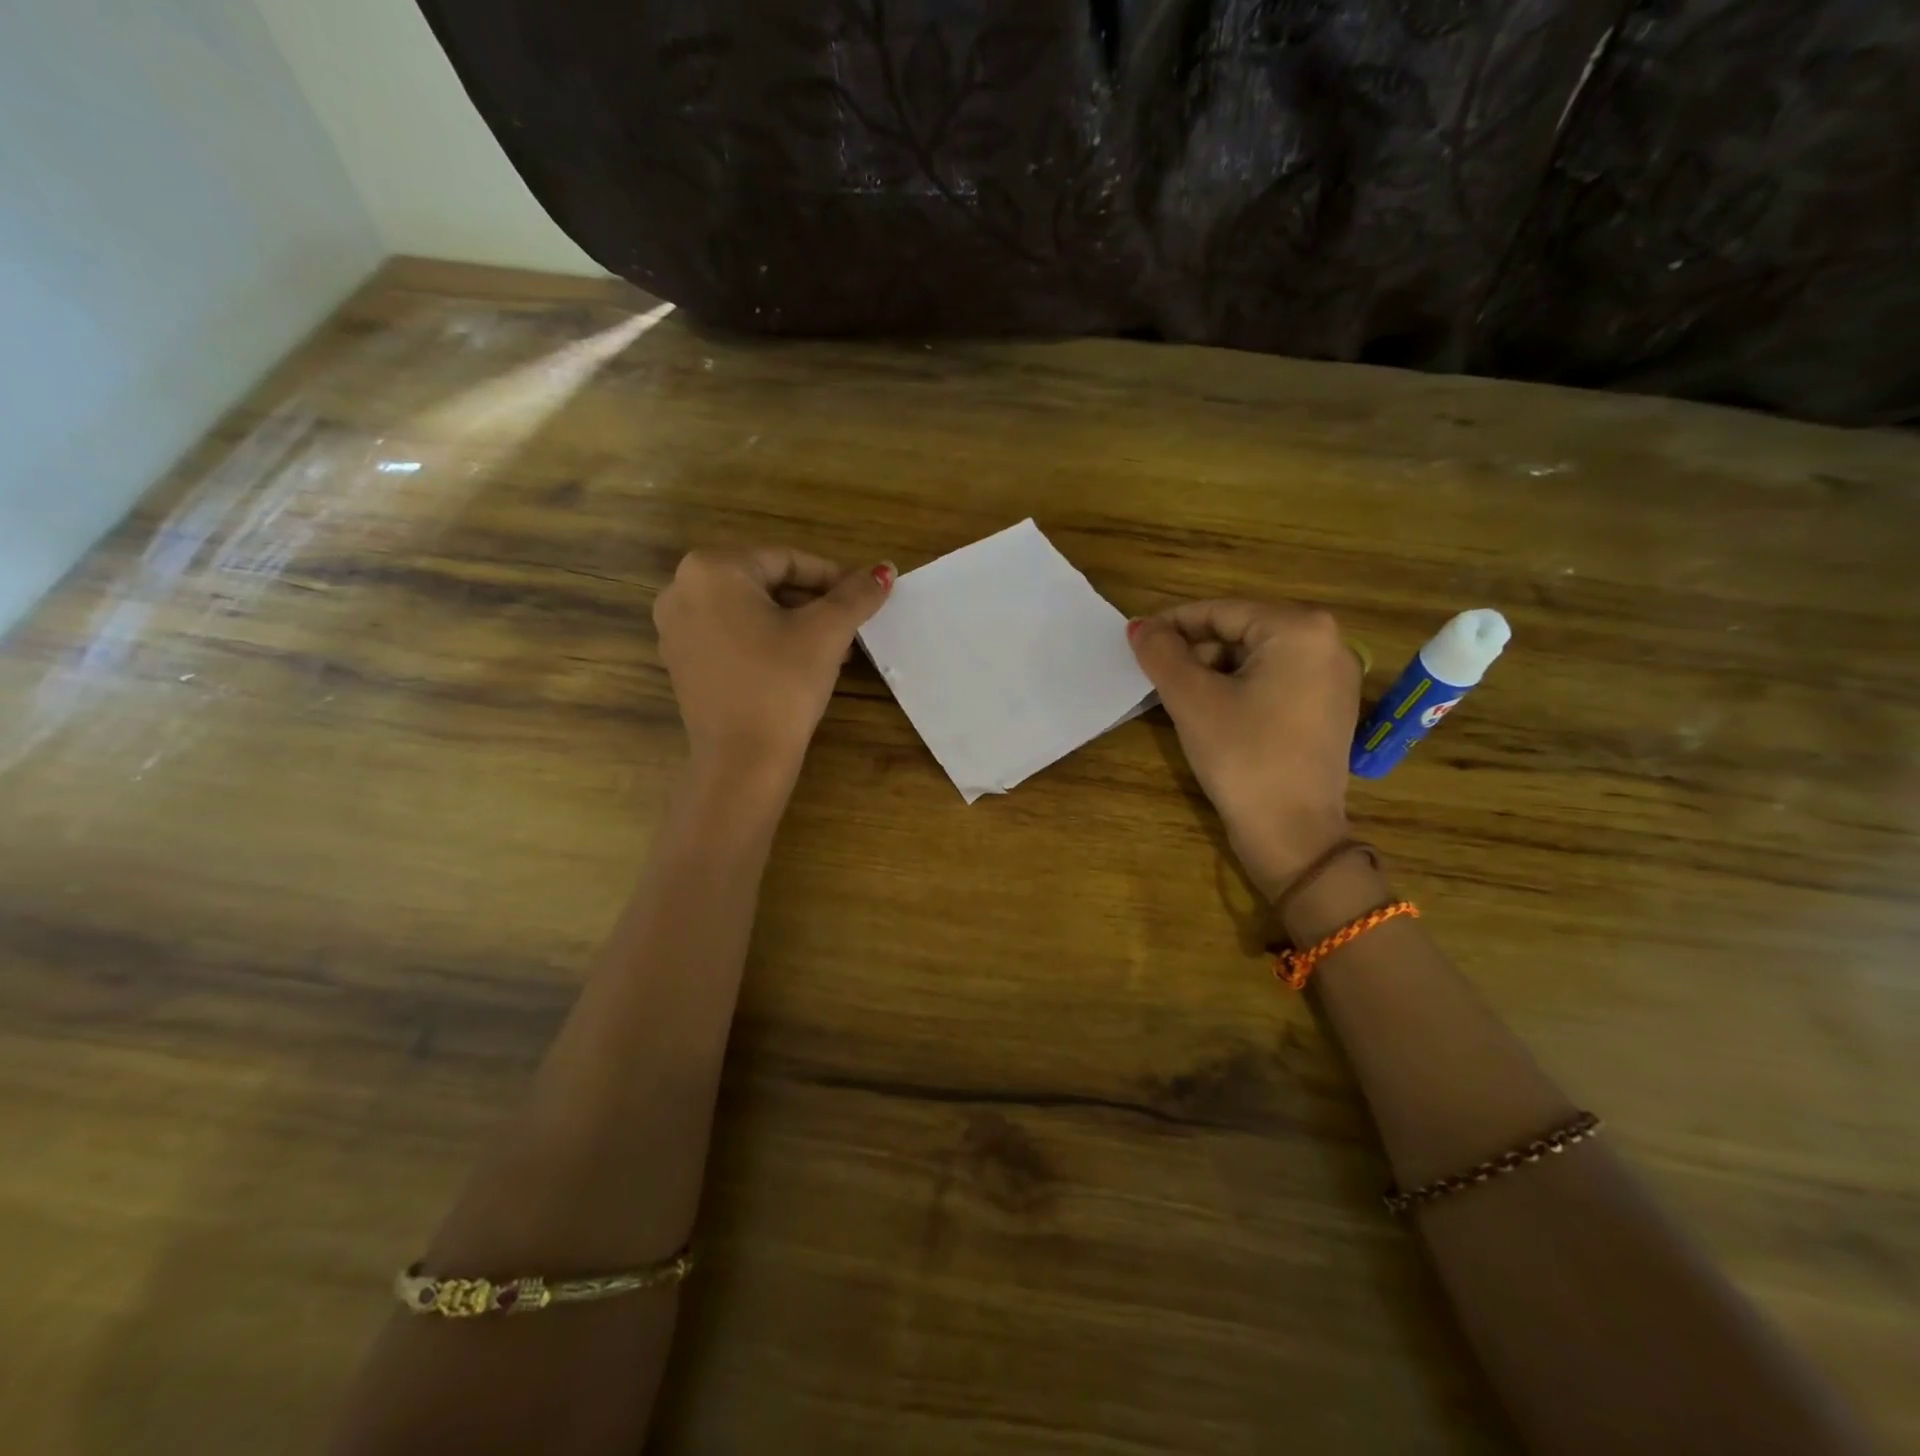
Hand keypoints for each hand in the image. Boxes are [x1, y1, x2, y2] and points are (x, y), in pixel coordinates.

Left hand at [654, 547, 893, 785]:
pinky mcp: (682, 662)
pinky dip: (766, 641)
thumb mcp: (826, 633)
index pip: (787, 560)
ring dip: (795, 623)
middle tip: (851, 626)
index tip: (864, 597)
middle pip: (765, 583)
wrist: (742, 761)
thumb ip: (856, 595)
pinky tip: (800, 665)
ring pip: (749, 611)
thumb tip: (885, 568)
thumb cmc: (782, 684)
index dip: (833, 577)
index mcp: (712, 569)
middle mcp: (682, 589)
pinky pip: (731, 636)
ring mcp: (675, 629)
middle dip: (813, 603)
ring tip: (835, 649)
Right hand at [1128, 600, 1359, 898]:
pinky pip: (1275, 681)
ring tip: (1179, 697)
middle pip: (1241, 632)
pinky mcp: (1330, 708)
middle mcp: (1328, 642)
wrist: (1293, 833)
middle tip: (1156, 676)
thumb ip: (1161, 653)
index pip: (1220, 611)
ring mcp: (1334, 677)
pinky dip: (1239, 689)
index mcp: (1300, 629)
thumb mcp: (1192, 699)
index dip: (1172, 624)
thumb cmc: (1242, 756)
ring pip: (1256, 658)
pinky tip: (1212, 712)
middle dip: (1194, 651)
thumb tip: (1138, 626)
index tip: (1135, 640)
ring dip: (1213, 671)